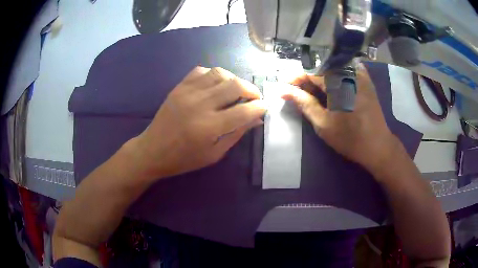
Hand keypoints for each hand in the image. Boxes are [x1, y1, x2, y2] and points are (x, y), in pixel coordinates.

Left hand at [132, 66, 265, 179]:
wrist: (153, 150)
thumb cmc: (184, 158)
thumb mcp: (214, 154)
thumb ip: (237, 134)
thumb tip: (256, 119)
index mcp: (210, 127)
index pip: (244, 111)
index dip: (259, 107)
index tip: (264, 107)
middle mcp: (200, 105)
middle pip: (235, 85)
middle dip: (251, 90)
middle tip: (255, 97)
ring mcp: (188, 92)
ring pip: (220, 73)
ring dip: (234, 79)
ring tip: (236, 90)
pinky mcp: (179, 87)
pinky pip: (201, 70)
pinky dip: (214, 75)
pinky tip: (216, 85)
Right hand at [284, 66, 400, 175]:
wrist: (377, 146)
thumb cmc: (349, 138)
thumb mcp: (323, 123)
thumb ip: (303, 103)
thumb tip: (283, 90)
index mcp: (338, 81)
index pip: (310, 71)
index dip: (294, 79)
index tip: (283, 88)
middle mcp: (349, 71)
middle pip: (320, 67)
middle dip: (305, 79)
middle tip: (296, 92)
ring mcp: (359, 73)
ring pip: (331, 67)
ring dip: (318, 78)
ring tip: (311, 92)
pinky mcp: (365, 79)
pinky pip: (344, 70)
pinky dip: (333, 76)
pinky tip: (330, 87)